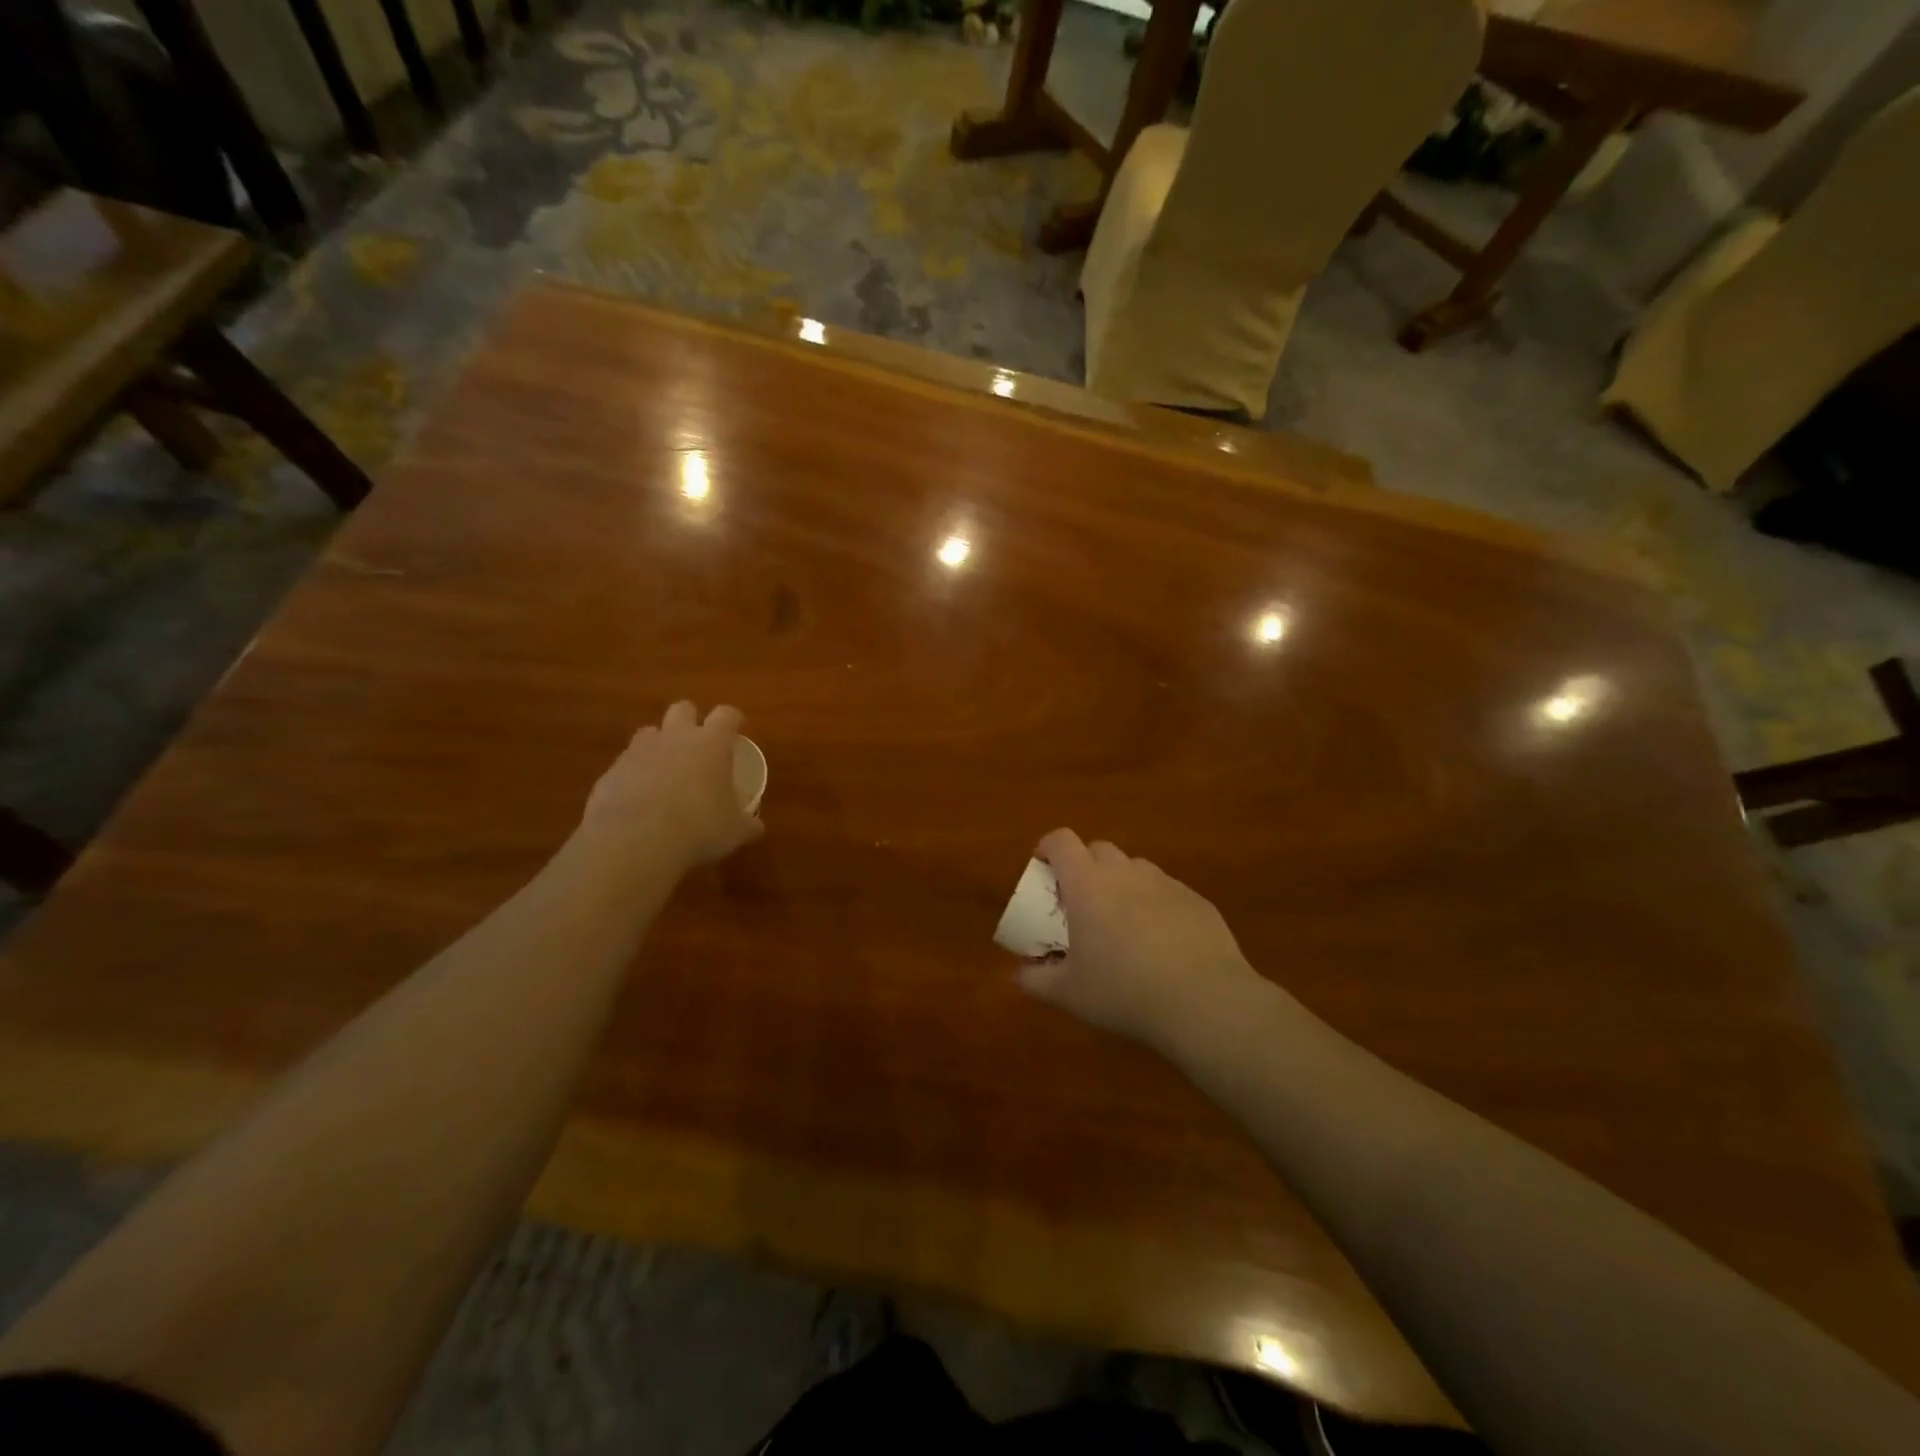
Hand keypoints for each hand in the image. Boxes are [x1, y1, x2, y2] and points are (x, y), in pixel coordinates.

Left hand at [580, 702, 763, 871]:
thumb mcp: (733, 830)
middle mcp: (674, 737)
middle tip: (698, 743)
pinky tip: (639, 798)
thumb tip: (757, 827)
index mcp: (711, 743)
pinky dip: (634, 774)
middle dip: (691, 720)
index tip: (737, 728)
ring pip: (649, 732)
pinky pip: (625, 764)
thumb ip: (746, 823)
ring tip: (666, 769)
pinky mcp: (611, 772)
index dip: (733, 719)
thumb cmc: (699, 827)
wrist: (635, 840)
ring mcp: (638, 752)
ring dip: (659, 744)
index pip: (726, 715)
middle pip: (683, 709)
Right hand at [1016, 829, 1267, 1054]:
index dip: (1047, 848)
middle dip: (1085, 866)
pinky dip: (1155, 905)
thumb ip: (1036, 980)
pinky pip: (1167, 892)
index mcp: (1088, 884)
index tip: (1042, 869)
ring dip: (1121, 884)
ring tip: (1121, 923)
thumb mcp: (1069, 994)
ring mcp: (1166, 884)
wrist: (1204, 1001)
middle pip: (1099, 849)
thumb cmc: (1123, 991)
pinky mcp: (1197, 901)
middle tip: (1080, 902)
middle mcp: (1126, 873)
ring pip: (1135, 869)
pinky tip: (1162, 944)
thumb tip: (1020, 974)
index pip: (1061, 841)